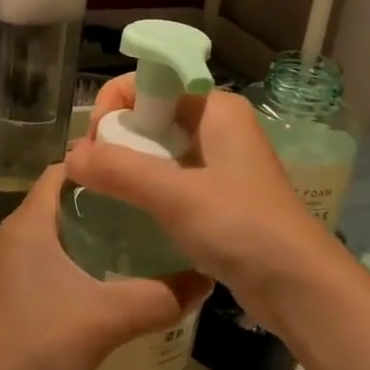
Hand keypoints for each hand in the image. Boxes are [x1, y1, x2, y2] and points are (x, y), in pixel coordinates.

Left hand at [0, 164, 211, 369]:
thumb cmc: (39, 344)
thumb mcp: (107, 318)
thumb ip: (159, 298)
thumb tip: (205, 279)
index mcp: (28, 223)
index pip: (63, 170)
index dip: (99, 162)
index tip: (141, 166)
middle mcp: (13, 236)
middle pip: (60, 200)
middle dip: (103, 198)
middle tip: (149, 204)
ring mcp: (7, 268)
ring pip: (54, 233)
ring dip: (90, 231)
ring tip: (137, 239)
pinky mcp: (9, 295)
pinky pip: (47, 260)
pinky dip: (76, 260)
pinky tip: (107, 282)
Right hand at [62, 77, 346, 332]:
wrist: (299, 287)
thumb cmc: (241, 227)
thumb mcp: (175, 195)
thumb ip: (119, 170)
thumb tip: (70, 157)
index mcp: (215, 107)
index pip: (151, 82)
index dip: (116, 104)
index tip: (95, 144)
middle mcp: (218, 125)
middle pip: (151, 113)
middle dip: (117, 137)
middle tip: (93, 174)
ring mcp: (219, 161)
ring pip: (158, 147)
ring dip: (128, 164)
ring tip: (103, 191)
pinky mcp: (218, 194)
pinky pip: (169, 176)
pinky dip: (146, 187)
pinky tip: (128, 210)